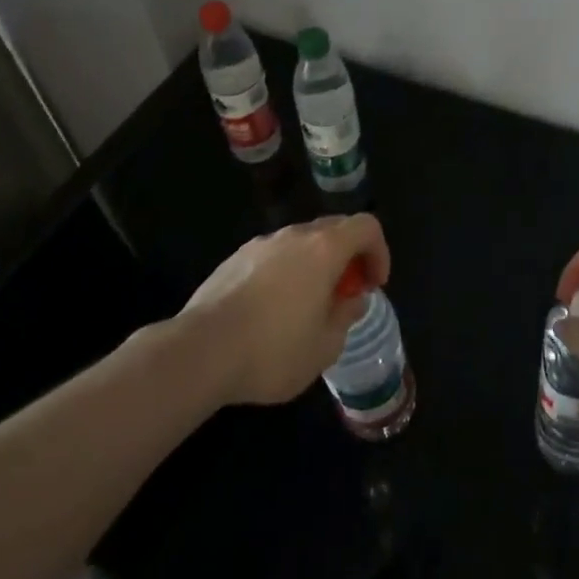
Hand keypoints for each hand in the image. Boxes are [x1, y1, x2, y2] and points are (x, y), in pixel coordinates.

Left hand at [181, 213, 391, 405]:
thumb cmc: (272, 351)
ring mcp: (260, 244)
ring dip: (315, 265)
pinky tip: (270, 312)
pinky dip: (285, 273)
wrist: (199, 352)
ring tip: (307, 307)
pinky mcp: (233, 259)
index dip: (379, 251)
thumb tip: (351, 300)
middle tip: (345, 295)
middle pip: (334, 229)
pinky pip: (272, 257)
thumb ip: (345, 316)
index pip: (367, 226)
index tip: (372, 285)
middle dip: (348, 257)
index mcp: (324, 249)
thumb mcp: (325, 347)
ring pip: (300, 243)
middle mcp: (294, 236)